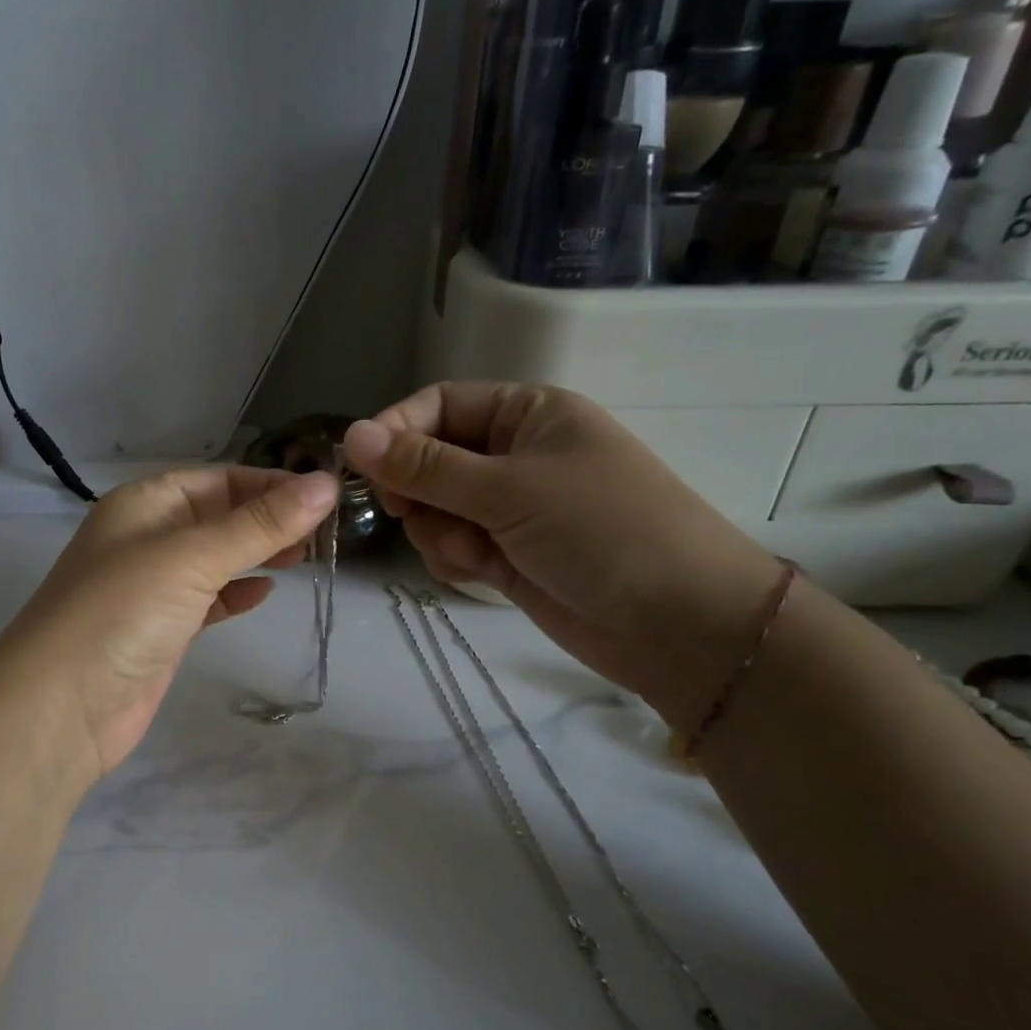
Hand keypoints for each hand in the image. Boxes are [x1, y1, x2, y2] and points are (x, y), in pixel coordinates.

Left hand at [0, 467, 338, 774]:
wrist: (61, 708)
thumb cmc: (122, 612)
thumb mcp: (192, 558)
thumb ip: (259, 525)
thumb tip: (326, 485)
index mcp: (145, 503)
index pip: (219, 479)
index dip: (271, 483)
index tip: (327, 495)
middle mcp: (147, 538)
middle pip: (220, 516)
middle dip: (270, 519)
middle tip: (328, 530)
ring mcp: (153, 587)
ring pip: (217, 559)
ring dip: (258, 554)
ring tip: (308, 555)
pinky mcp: (162, 631)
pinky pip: (208, 599)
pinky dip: (236, 593)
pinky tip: (266, 592)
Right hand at [344, 383, 781, 728]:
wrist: (677, 624)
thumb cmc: (601, 531)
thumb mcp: (508, 489)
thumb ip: (425, 466)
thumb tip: (353, 433)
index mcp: (526, 415)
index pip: (439, 405)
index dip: (396, 431)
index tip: (361, 469)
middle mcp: (514, 455)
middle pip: (429, 460)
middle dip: (418, 492)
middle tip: (413, 515)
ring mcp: (509, 509)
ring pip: (434, 509)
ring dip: (439, 532)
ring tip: (476, 553)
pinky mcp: (506, 555)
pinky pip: (451, 546)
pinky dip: (454, 560)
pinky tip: (481, 574)